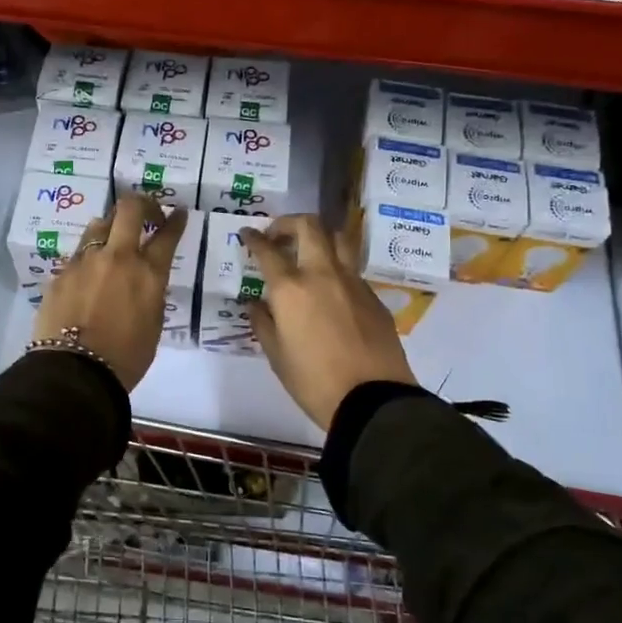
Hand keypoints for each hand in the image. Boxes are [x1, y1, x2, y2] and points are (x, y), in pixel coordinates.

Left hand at [32, 193, 186, 390]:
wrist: (75, 372)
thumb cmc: (125, 357)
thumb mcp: (153, 324)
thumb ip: (151, 293)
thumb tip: (145, 280)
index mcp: (148, 274)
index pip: (167, 235)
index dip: (175, 220)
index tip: (178, 213)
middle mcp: (117, 257)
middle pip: (129, 209)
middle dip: (142, 204)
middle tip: (147, 213)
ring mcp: (85, 261)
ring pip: (99, 224)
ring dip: (111, 226)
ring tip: (113, 239)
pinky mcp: (62, 272)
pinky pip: (79, 254)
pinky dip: (89, 258)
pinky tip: (88, 274)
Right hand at [241, 215, 416, 429]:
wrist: (372, 400)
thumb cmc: (313, 381)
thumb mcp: (277, 355)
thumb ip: (263, 323)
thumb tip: (257, 304)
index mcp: (291, 289)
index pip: (268, 251)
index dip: (254, 238)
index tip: (248, 234)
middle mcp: (322, 274)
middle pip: (309, 226)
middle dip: (289, 223)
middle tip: (278, 235)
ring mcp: (353, 282)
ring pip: (338, 239)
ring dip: (320, 236)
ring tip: (309, 251)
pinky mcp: (373, 296)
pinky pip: (352, 269)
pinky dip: (337, 268)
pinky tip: (331, 290)